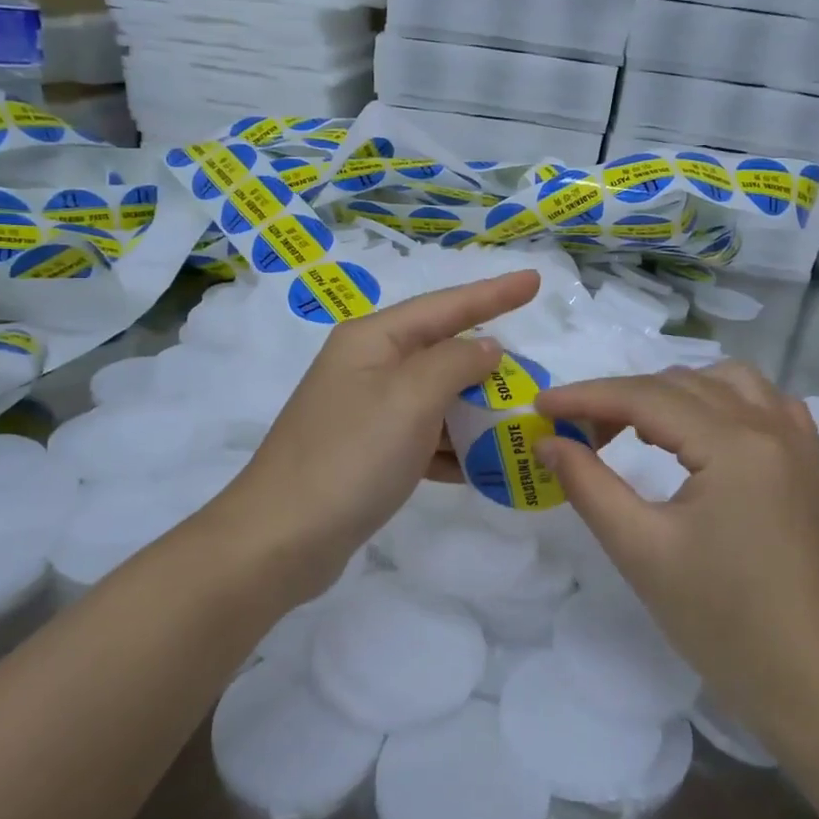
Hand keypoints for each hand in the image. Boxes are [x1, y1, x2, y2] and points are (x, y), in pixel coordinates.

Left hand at [215, 271, 539, 603]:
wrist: (282, 539)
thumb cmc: (351, 456)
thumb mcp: (410, 398)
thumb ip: (456, 363)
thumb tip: (486, 348)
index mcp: (373, 340)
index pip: (445, 306)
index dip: (494, 293)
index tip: (535, 280)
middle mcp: (368, 367)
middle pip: (441, 352)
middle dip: (488, 364)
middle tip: (535, 372)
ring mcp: (367, 412)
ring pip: (436, 399)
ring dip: (476, 411)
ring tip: (521, 421)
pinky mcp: (369, 454)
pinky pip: (424, 438)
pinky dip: (454, 449)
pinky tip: (485, 467)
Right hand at [535, 363, 818, 748]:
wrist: (812, 681)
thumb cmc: (721, 621)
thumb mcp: (641, 550)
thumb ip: (588, 485)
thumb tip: (549, 441)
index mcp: (735, 444)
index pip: (645, 397)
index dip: (586, 396)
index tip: (540, 406)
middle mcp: (772, 426)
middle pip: (682, 384)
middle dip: (622, 398)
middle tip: (579, 433)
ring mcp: (799, 442)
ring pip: (726, 382)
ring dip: (673, 392)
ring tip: (636, 427)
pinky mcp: (811, 464)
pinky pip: (764, 403)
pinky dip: (722, 401)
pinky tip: (703, 432)